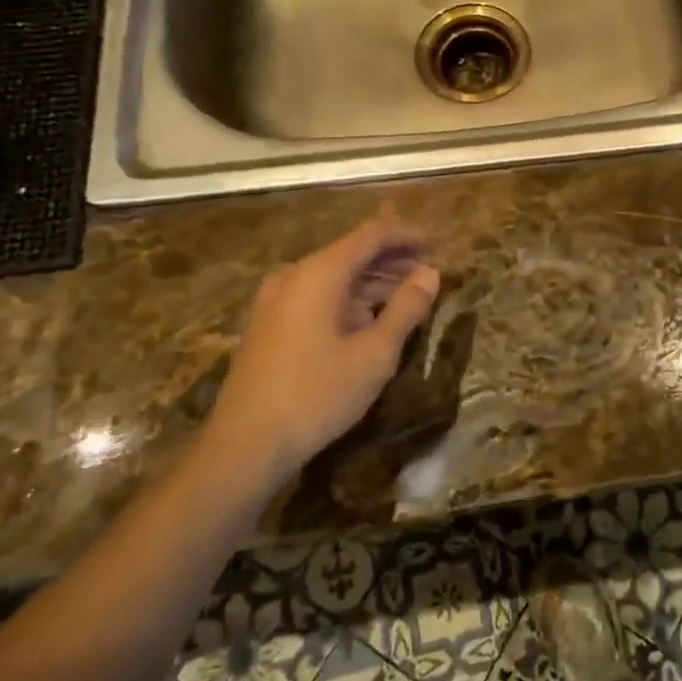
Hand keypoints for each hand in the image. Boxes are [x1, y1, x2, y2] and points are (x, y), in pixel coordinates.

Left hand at [206, 216, 440, 477]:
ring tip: (406, 300)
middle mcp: (294, 276)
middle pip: (351, 253)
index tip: (437, 244)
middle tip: (427, 274)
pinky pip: (316, 297)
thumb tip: (430, 274)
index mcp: (319, 273)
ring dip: (371, 283)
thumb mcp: (374, 354)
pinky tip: (368, 322)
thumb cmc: (316, 394)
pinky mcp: (268, 325)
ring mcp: (275, 300)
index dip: (406, 236)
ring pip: (333, 277)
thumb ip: (406, 308)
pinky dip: (348, 300)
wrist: (244, 445)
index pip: (371, 235)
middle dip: (392, 261)